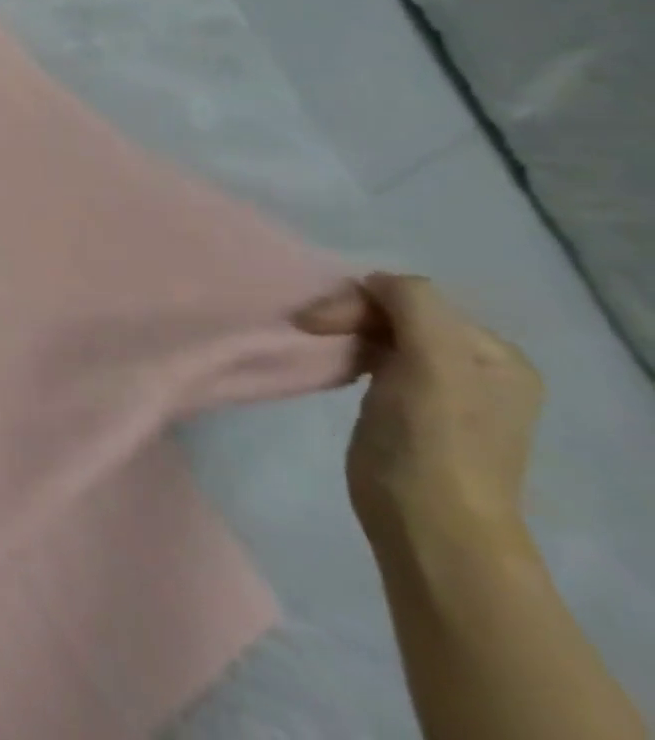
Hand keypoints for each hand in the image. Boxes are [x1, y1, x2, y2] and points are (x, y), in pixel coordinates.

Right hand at [296, 273, 542, 543]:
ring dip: (343, 330)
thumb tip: (373, 280)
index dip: (362, 300)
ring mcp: (440, 389)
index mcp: (495, 355)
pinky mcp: (404, 406)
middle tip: (307, 327)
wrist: (426, 520)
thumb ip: (413, 302)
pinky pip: (372, 357)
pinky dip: (345, 351)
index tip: (315, 320)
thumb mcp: (435, 359)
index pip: (414, 298)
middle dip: (349, 313)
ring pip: (380, 332)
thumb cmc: (434, 437)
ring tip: (313, 340)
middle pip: (397, 312)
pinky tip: (331, 363)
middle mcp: (475, 367)